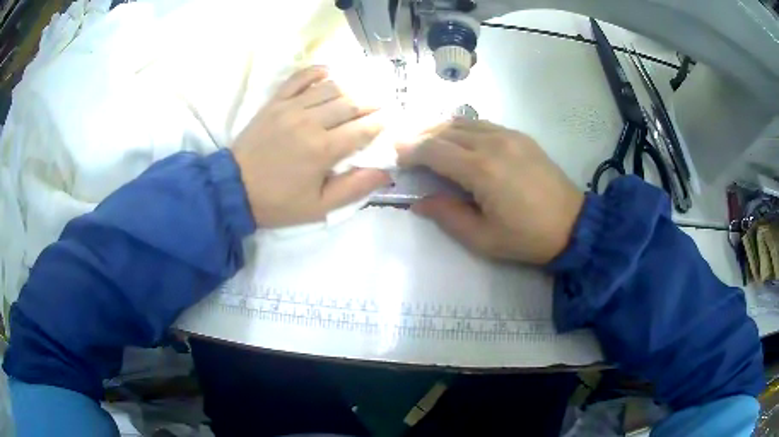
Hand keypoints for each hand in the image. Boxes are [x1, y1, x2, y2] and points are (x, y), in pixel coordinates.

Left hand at [231, 66, 390, 227]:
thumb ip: (354, 188)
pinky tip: (329, 72)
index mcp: (323, 150)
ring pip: (330, 88)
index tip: (391, 120)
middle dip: (372, 103)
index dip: (381, 123)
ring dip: (351, 87)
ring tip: (362, 90)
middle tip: (383, 103)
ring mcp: (290, 108)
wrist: (233, 189)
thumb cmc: (278, 202)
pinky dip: (317, 71)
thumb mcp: (319, 207)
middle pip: (351, 104)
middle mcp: (310, 122)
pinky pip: (299, 78)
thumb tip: (385, 171)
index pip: (363, 129)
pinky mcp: (275, 102)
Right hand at [397, 119, 584, 264]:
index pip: (434, 149)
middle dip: (421, 138)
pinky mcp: (520, 136)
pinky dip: (462, 128)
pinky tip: (458, 141)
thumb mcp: (482, 239)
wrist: (573, 225)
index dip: (410, 151)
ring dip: (440, 130)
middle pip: (445, 131)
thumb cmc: (526, 238)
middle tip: (406, 150)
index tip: (396, 157)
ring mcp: (509, 135)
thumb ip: (447, 216)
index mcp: (482, 170)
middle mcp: (493, 143)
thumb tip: (419, 201)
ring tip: (427, 143)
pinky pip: (482, 124)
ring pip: (463, 122)